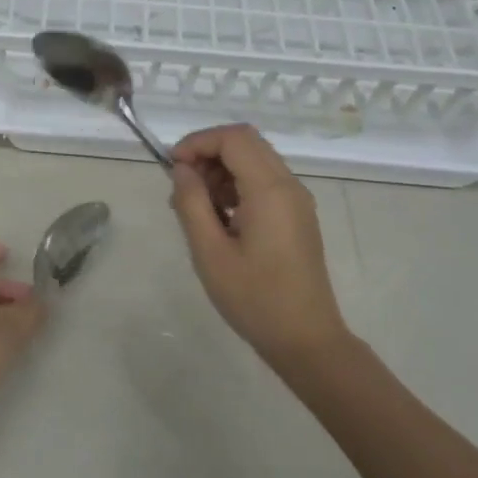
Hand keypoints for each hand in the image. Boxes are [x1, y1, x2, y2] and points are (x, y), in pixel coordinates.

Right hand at [169, 125, 350, 372]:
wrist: (306, 339)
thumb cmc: (254, 298)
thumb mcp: (210, 252)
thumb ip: (192, 203)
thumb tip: (182, 170)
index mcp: (270, 190)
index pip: (233, 138)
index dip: (198, 142)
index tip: (172, 168)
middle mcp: (289, 186)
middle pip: (246, 143)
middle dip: (208, 154)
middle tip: (182, 187)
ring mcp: (297, 201)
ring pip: (254, 161)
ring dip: (221, 171)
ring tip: (196, 208)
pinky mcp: (297, 216)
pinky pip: (264, 183)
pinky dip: (236, 187)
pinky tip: (218, 219)